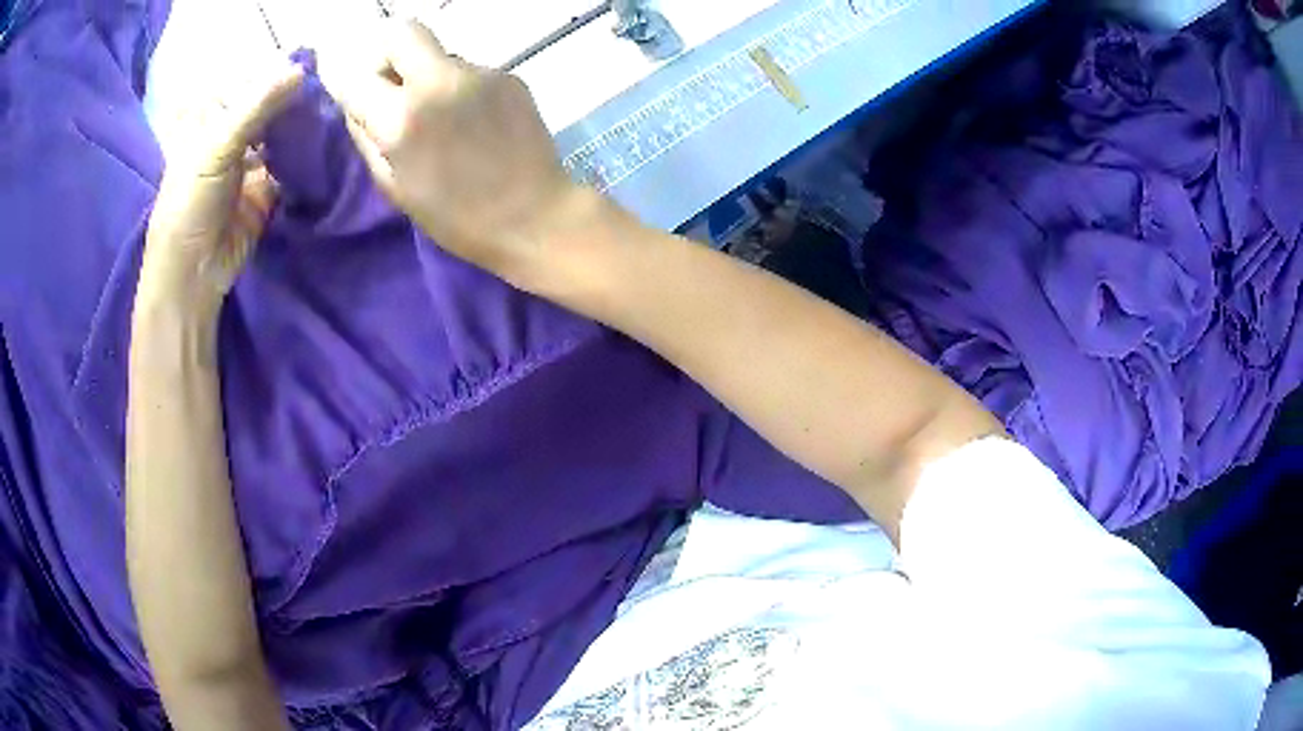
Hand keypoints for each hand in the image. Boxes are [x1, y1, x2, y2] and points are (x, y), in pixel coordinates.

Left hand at [141, 63, 303, 320]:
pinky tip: (321, 139)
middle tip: (320, 88)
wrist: (194, 272)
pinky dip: (304, 153)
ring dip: (298, 123)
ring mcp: (248, 160)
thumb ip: (257, 106)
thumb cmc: (190, 204)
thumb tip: (300, 69)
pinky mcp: (266, 187)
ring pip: (279, 130)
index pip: (245, 81)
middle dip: (289, 97)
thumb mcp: (216, 146)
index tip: (303, 67)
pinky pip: (289, 161)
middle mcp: (228, 134)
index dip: (271, 73)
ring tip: (325, 109)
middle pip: (264, 105)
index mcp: (207, 118)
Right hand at [318, 21, 586, 287]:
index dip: (337, 71)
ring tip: (440, 117)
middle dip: (383, 51)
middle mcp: (439, 81)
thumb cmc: (457, 218)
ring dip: (424, 74)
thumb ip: (366, 136)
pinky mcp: (510, 75)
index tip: (334, 70)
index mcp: (401, 118)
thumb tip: (356, 102)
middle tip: (386, 82)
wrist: (536, 217)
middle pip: (401, 31)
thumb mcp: (394, 187)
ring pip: (437, 53)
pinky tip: (472, 120)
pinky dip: (457, 87)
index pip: (354, 74)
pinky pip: (467, 70)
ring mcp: (481, 72)